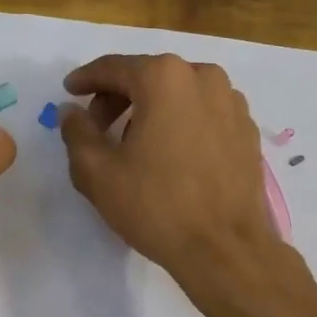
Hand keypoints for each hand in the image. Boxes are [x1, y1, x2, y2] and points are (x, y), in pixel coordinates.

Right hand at [58, 53, 280, 287]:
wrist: (225, 248)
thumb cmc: (156, 206)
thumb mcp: (97, 172)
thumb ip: (77, 133)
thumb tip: (71, 111)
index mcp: (164, 78)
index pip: (114, 68)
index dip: (86, 79)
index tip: (69, 91)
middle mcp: (203, 77)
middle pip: (148, 76)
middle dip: (118, 97)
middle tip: (97, 126)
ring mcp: (231, 102)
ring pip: (178, 93)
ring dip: (151, 108)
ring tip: (134, 143)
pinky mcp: (247, 129)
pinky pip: (203, 112)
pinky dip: (181, 121)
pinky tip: (171, 153)